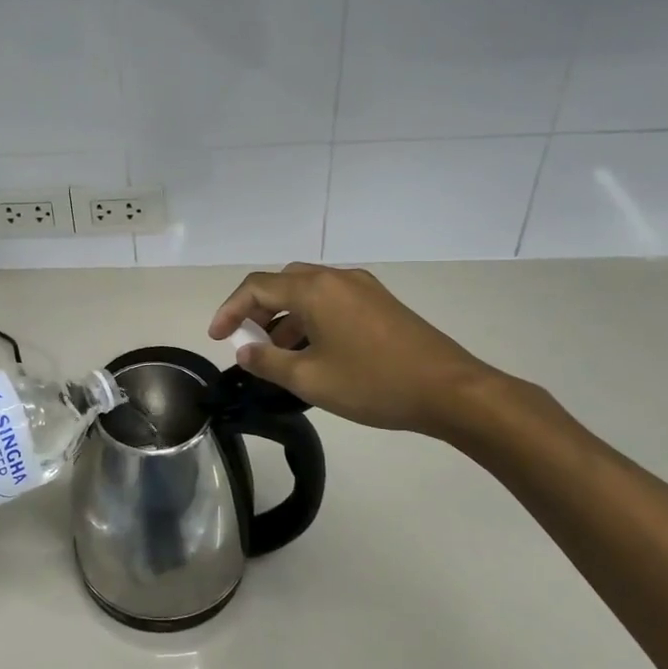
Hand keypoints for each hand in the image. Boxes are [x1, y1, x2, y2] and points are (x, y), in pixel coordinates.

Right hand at [209, 263, 513, 441]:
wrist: (450, 391)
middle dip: (257, 310)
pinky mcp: (381, 303)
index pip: (256, 287)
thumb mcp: (310, 380)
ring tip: (278, 355)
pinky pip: (332, 301)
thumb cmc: (373, 383)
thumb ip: (268, 363)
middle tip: (247, 343)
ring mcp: (362, 288)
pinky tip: (313, 352)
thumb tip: (244, 352)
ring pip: (308, 292)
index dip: (230, 310)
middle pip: (282, 283)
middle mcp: (336, 277)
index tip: (217, 338)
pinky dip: (310, 319)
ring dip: (285, 317)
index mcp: (314, 289)